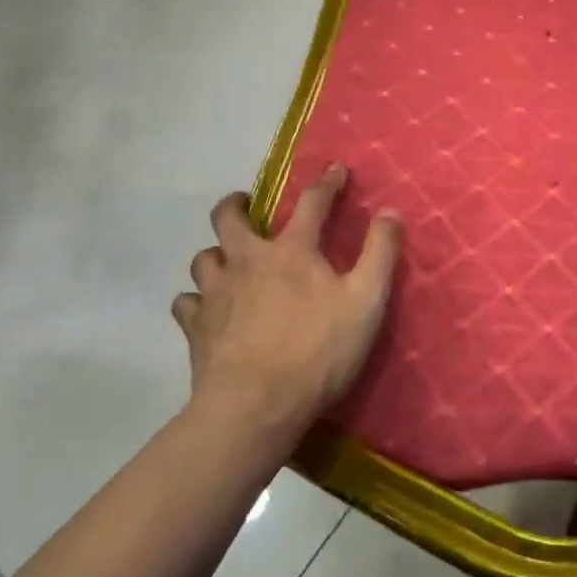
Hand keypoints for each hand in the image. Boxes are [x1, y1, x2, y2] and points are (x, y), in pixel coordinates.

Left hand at [174, 166, 401, 428]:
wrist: (255, 406)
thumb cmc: (318, 350)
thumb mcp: (366, 300)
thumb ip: (380, 252)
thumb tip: (389, 211)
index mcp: (291, 250)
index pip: (311, 202)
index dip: (327, 183)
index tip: (336, 169)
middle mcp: (247, 261)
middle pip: (229, 218)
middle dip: (237, 204)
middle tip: (246, 205)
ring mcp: (216, 294)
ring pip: (203, 258)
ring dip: (215, 255)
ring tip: (227, 262)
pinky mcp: (196, 328)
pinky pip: (186, 303)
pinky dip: (195, 300)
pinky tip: (206, 309)